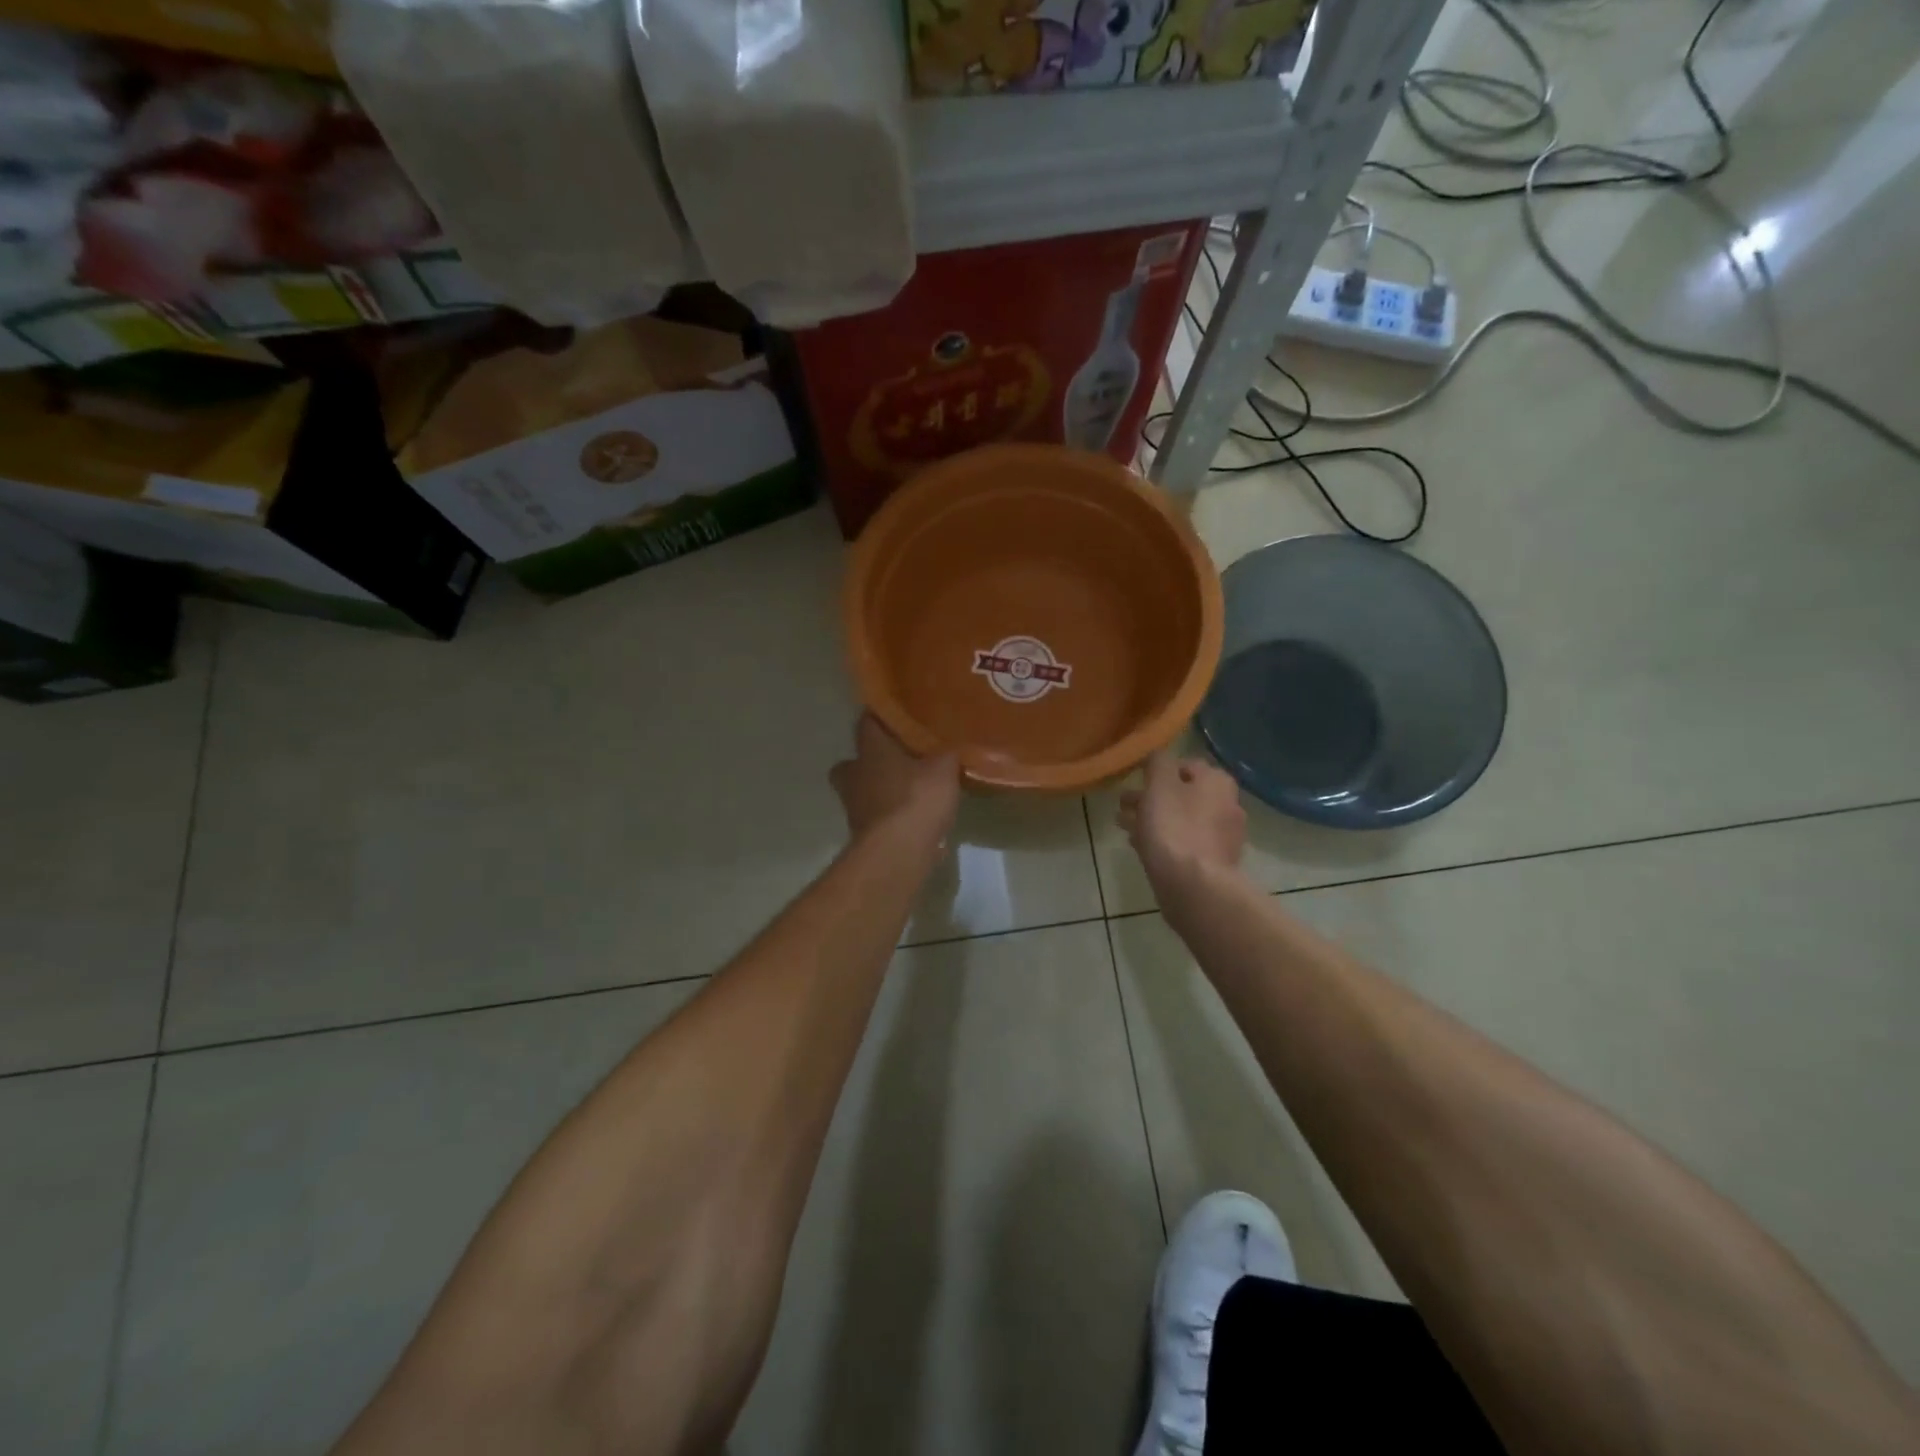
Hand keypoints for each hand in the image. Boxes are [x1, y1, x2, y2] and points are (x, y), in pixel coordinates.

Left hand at [830, 713, 960, 843]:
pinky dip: (892, 819)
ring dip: (883, 791)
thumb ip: (947, 753)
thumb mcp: (944, 768)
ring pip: (864, 791)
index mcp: (870, 750)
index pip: (867, 722)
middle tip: (900, 760)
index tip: (900, 717)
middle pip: (855, 761)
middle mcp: (854, 774)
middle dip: (873, 760)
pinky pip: (878, 819)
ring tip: (913, 793)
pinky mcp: (863, 835)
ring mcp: (854, 807)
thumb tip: (952, 744)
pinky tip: (916, 822)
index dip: (882, 718)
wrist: (897, 853)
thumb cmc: (917, 798)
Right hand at [1118, 751, 1246, 890]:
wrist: (1194, 887)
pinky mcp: (1214, 864)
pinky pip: (1184, 844)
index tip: (1136, 780)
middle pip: (1183, 794)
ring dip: (1154, 819)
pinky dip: (1163, 840)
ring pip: (1181, 820)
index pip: (1185, 765)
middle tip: (1124, 804)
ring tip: (1124, 825)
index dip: (1158, 770)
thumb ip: (1157, 762)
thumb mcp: (1159, 785)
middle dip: (1152, 797)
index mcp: (1218, 782)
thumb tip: (1158, 756)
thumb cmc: (1174, 828)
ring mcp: (1223, 837)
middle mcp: (1227, 805)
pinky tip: (1140, 846)